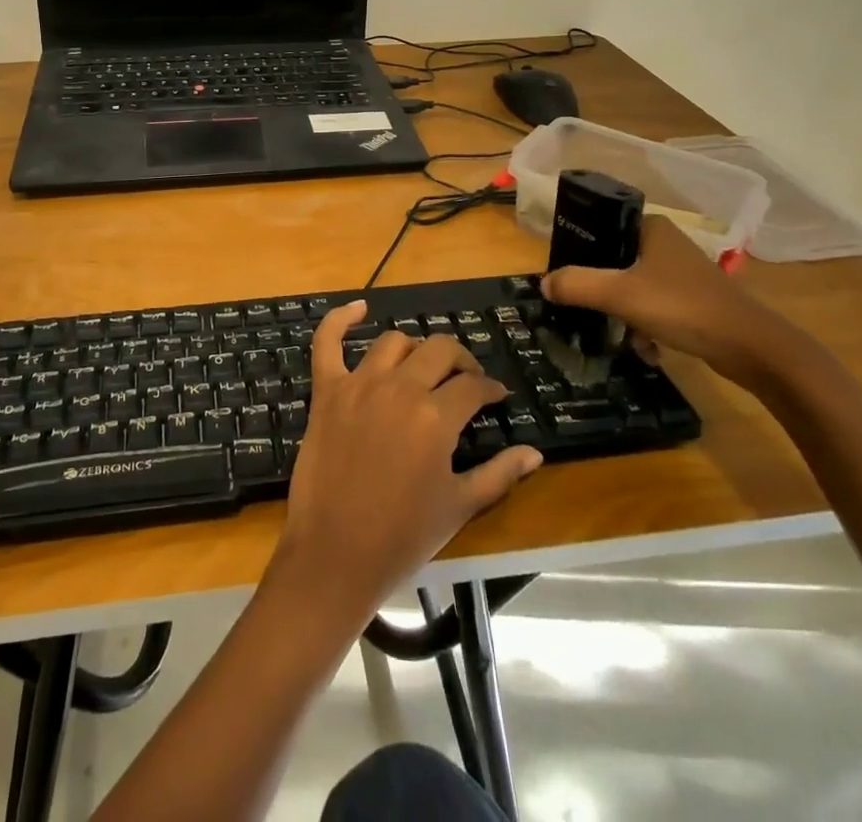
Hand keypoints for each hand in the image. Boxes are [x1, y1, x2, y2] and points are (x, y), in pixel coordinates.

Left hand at [273, 300, 542, 623]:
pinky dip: (340, 319)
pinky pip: (327, 342)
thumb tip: (535, 453)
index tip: (496, 397)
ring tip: (423, 366)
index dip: (490, 389)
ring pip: (393, 342)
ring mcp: (358, 384)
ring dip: (414, 349)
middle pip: (438, 351)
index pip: (473, 386)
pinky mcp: (326, 390)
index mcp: (436, 417)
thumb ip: (500, 474)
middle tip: (466, 379)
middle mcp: (399, 389)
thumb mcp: (459, 506)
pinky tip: (358, 307)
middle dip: (460, 360)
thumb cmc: (403, 536)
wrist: (335, 554)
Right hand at [540, 216, 814, 389]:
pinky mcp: (695, 299)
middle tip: (587, 310)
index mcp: (650, 228)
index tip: (566, 279)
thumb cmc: (682, 307)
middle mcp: (666, 243)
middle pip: (614, 262)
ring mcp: (683, 272)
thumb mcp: (619, 295)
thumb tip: (543, 283)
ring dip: (623, 313)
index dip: (579, 252)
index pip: (600, 229)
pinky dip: (646, 325)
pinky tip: (647, 349)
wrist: (753, 348)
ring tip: (621, 336)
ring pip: (633, 287)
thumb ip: (576, 285)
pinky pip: (655, 306)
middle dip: (600, 291)